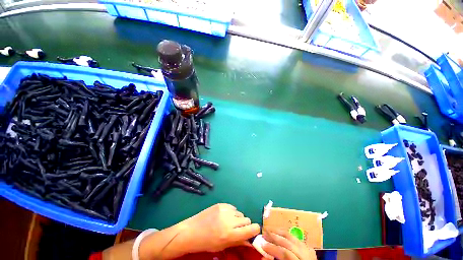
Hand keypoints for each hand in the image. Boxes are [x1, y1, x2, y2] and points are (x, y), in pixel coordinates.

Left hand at [179, 203, 260, 252]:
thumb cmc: (206, 243)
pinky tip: (224, 216)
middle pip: (246, 219)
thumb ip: (238, 241)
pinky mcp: (221, 204)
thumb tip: (250, 240)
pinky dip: (232, 212)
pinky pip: (233, 207)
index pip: (251, 229)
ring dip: (238, 218)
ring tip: (229, 222)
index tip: (254, 231)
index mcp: (230, 234)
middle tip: (237, 229)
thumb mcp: (223, 246)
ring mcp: (224, 210)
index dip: (255, 230)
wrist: (191, 231)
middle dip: (245, 225)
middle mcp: (229, 220)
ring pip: (240, 213)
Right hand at [261, 229, 316, 259]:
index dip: (273, 248)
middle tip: (263, 232)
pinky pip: (296, 238)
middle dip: (274, 236)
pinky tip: (280, 233)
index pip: (285, 253)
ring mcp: (309, 251)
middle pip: (288, 242)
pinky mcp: (309, 248)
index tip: (262, 244)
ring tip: (269, 229)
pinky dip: (286, 235)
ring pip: (293, 237)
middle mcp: (306, 255)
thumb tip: (264, 256)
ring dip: (279, 232)